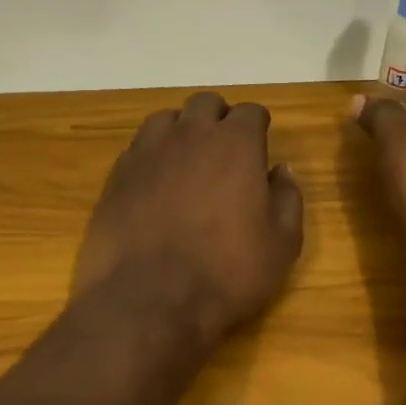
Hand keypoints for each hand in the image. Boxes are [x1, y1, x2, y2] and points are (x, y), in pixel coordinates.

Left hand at [73, 92, 305, 341]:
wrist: (150, 300)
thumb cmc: (227, 272)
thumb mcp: (282, 244)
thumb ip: (288, 198)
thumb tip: (281, 171)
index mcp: (236, 144)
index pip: (250, 112)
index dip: (258, 126)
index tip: (260, 143)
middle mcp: (190, 135)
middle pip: (206, 104)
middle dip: (219, 118)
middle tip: (226, 149)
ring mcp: (148, 151)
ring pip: (167, 119)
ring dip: (182, 130)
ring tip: (188, 160)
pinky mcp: (117, 174)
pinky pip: (139, 147)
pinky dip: (153, 154)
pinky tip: (157, 183)